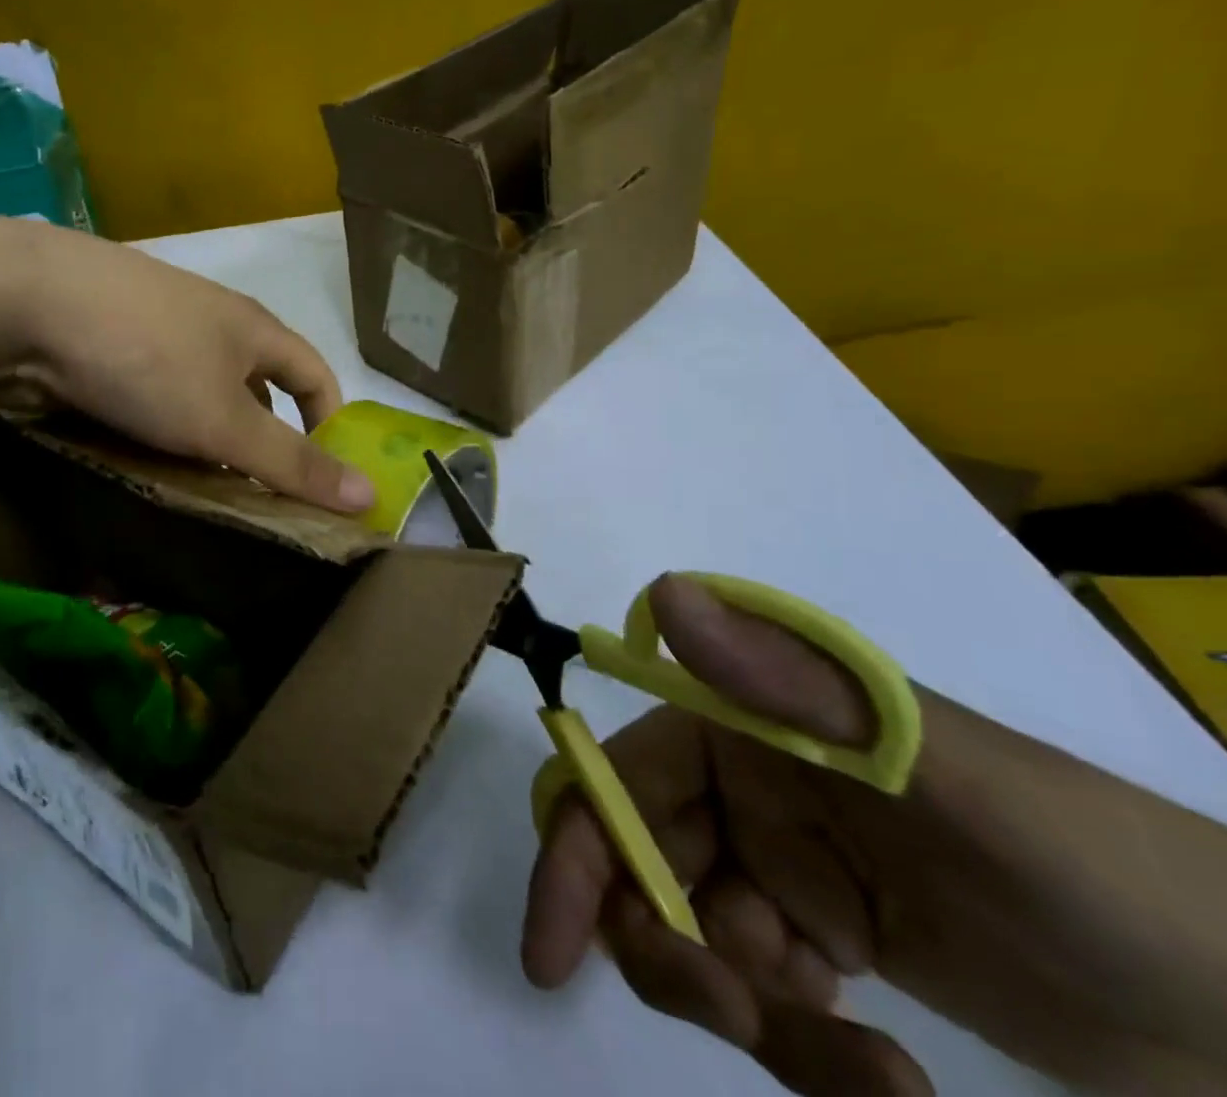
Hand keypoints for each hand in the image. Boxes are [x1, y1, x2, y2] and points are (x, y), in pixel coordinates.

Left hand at [0, 222, 375, 514]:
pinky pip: (153, 394)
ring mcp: (155, 330)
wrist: (26, 303)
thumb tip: (371, 496)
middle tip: (255, 497)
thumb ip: (293, 461)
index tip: (324, 473)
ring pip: (199, 393)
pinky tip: (143, 458)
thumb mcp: (226, 420)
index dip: (329, 420)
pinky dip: (160, 429)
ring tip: (200, 487)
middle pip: (255, 386)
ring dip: (207, 439)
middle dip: (261, 440)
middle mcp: (210, 322)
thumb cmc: (148, 357)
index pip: (314, 372)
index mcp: (252, 328)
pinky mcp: (108, 344)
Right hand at [522, 575, 1226, 1094]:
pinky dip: (804, 1045)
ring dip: (751, 1013)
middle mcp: (742, 786)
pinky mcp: (822, 938)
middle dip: (666, 948)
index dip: (575, 851)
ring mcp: (780, 865)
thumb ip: (797, 681)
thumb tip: (664, 592)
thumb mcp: (943, 771)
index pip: (622, 778)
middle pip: (642, 865)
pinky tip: (888, 1079)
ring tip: (867, 1075)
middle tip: (739, 1018)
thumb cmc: (1090, 862)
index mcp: (741, 728)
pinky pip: (766, 994)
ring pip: (697, 936)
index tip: (550, 951)